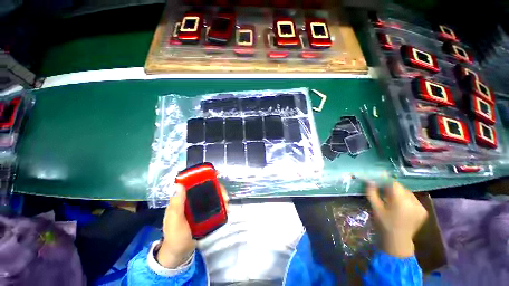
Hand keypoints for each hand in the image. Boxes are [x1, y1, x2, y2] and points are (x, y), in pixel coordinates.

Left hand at [157, 183, 228, 267]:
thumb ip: (177, 204)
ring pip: (211, 197)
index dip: (203, 177)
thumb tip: (179, 184)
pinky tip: (226, 209)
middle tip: (225, 196)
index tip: (215, 177)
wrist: (179, 255)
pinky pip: (214, 206)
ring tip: (227, 204)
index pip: (193, 183)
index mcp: (181, 200)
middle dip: (217, 189)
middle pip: (206, 189)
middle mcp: (190, 201)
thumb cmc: (175, 237)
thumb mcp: (175, 221)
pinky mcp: (204, 214)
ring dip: (221, 197)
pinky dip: (221, 205)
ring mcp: (198, 207)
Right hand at [366, 181, 427, 257]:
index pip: (393, 183)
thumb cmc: (384, 223)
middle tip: (383, 191)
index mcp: (401, 201)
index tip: (377, 180)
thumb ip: (372, 192)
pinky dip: (405, 199)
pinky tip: (400, 205)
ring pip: (407, 192)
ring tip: (391, 199)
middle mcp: (413, 201)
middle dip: (391, 187)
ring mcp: (420, 206)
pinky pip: (412, 199)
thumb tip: (370, 180)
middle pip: (400, 187)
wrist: (398, 240)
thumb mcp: (375, 207)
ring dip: (398, 193)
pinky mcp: (423, 210)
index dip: (384, 180)